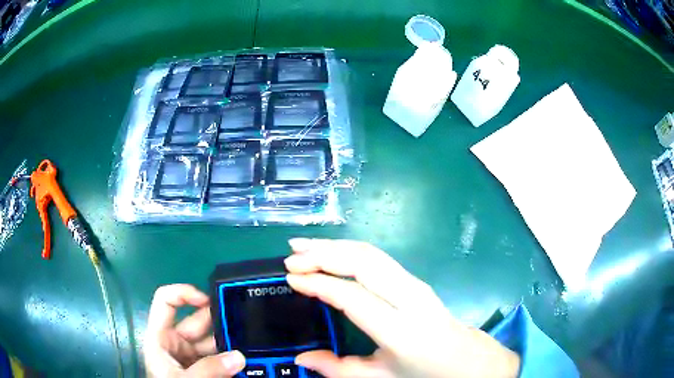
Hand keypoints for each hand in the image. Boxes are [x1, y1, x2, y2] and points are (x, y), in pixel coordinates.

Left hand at [144, 284, 245, 376]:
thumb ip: (208, 369)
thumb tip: (239, 356)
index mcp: (161, 337)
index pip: (166, 302)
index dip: (184, 293)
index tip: (209, 300)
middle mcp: (176, 343)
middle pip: (197, 321)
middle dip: (219, 320)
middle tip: (244, 320)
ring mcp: (193, 357)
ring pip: (214, 341)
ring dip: (231, 341)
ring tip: (253, 341)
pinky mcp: (207, 369)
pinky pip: (222, 358)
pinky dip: (234, 358)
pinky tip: (250, 358)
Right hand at [284, 239, 520, 377]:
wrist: (461, 356)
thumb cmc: (422, 371)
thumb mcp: (379, 377)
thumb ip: (337, 369)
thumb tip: (301, 357)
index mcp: (400, 330)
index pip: (353, 296)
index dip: (318, 283)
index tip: (291, 278)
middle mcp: (410, 299)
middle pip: (363, 263)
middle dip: (323, 254)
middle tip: (291, 256)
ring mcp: (415, 283)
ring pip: (370, 253)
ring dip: (334, 246)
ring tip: (303, 247)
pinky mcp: (414, 278)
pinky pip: (377, 256)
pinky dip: (350, 249)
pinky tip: (331, 252)